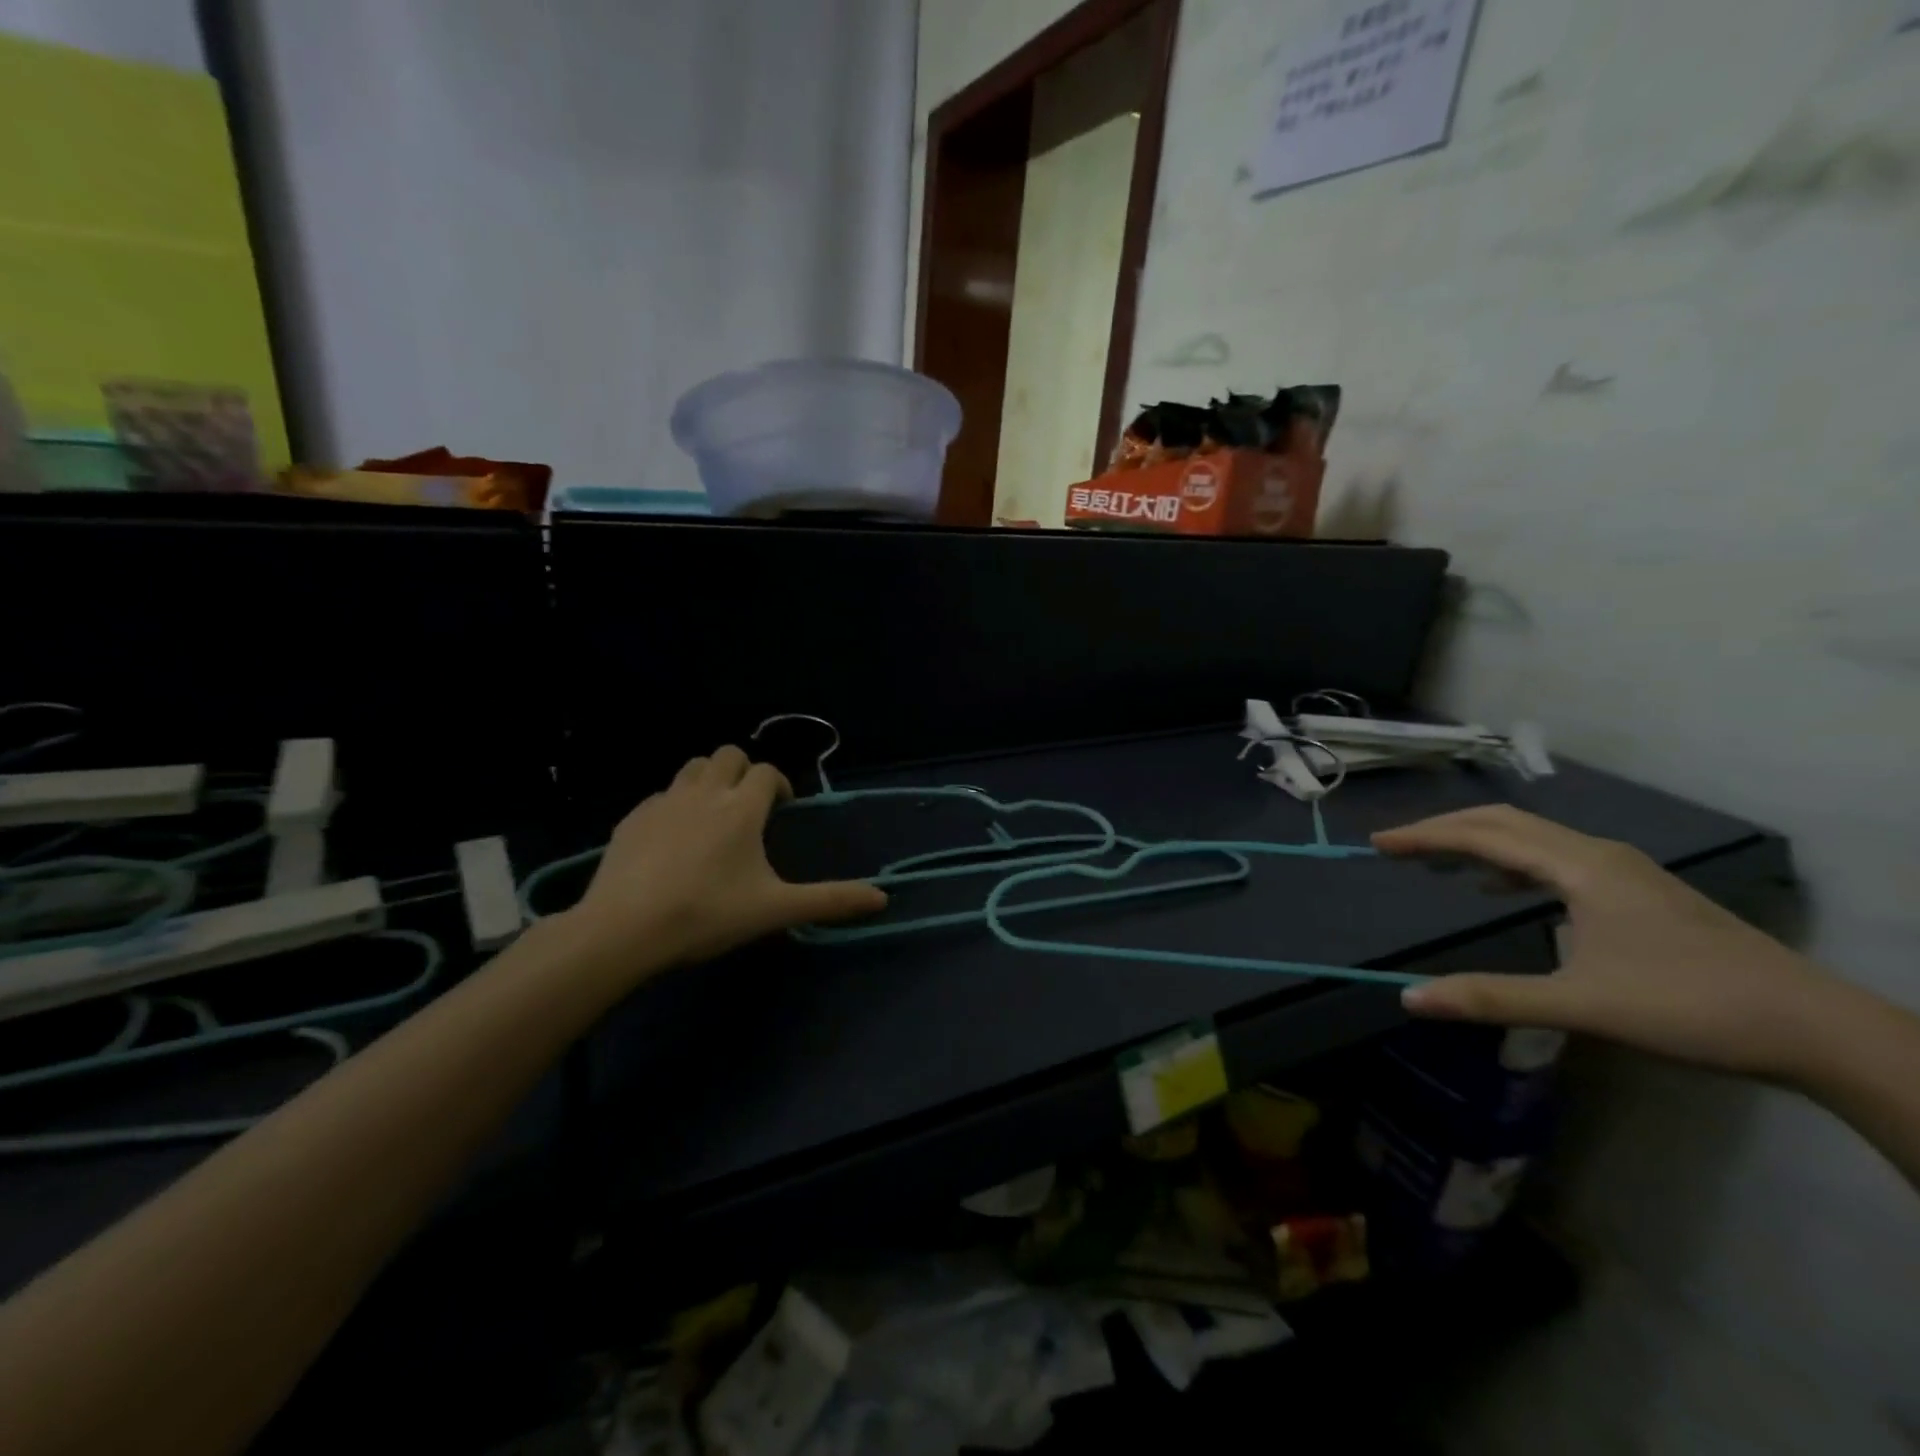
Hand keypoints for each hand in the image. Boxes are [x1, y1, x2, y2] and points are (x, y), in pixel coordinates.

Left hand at [569, 746, 886, 969]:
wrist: (623, 929)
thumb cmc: (707, 914)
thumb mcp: (774, 909)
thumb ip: (829, 900)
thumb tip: (883, 898)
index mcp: (741, 808)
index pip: (767, 772)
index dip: (779, 784)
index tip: (782, 808)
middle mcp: (704, 792)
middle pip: (728, 754)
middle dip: (744, 771)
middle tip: (749, 806)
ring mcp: (663, 802)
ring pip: (691, 767)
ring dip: (709, 779)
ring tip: (713, 815)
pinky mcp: (631, 818)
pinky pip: (660, 795)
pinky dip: (675, 804)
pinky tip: (673, 840)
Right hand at [1373, 806, 1832, 1080]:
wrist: (1814, 1029)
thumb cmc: (1689, 1008)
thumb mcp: (1580, 1006)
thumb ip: (1490, 997)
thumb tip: (1408, 998)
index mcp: (1579, 867)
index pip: (1483, 835)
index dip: (1425, 837)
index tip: (1378, 844)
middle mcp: (1596, 854)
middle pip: (1504, 822)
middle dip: (1444, 830)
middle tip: (1397, 848)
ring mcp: (1622, 870)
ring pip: (1531, 838)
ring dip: (1477, 844)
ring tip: (1437, 865)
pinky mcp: (1636, 890)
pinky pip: (1554, 858)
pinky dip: (1512, 864)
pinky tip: (1501, 891)